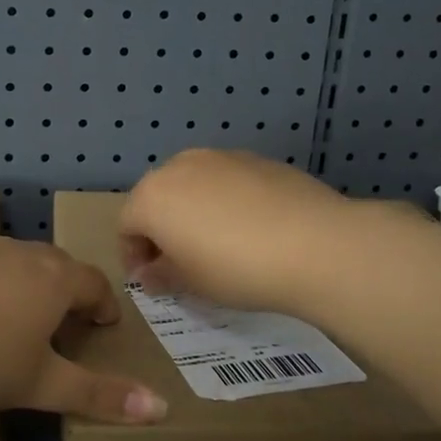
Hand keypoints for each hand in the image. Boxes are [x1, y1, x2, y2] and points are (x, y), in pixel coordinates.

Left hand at [0, 238, 166, 423]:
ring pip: (17, 261)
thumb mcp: (40, 384)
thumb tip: (162, 407)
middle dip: (69, 292)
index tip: (104, 326)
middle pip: (58, 266)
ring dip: (27, 285)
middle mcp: (20, 252)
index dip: (105, 305)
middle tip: (65, 325)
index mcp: (54, 278)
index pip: (95, 283)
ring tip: (18, 319)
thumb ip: (99, 395)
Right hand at [120, 149, 411, 315]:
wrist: (314, 244)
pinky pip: (227, 182)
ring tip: (217, 245)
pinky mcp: (257, 159)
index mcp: (152, 196)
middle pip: (157, 198)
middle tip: (180, 263)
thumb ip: (161, 274)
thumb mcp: (190, 283)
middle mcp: (180, 166)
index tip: (150, 280)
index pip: (126, 225)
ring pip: (193, 185)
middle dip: (161, 229)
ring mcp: (221, 157)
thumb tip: (149, 272)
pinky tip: (251, 229)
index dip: (132, 255)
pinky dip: (226, 202)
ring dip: (193, 212)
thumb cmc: (235, 269)